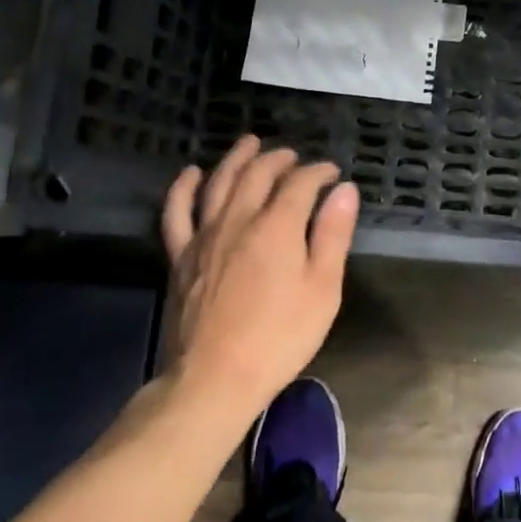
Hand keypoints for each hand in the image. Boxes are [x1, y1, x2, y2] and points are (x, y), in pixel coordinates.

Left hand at [160, 136, 358, 421]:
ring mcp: (204, 235)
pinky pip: (176, 212)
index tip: (333, 175)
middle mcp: (238, 219)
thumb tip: (345, 190)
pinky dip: (183, 188)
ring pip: (219, 182)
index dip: (319, 173)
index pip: (301, 183)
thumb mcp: (323, 290)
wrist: (215, 378)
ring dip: (236, 158)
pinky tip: (191, 174)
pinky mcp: (180, 256)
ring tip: (249, 143)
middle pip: (258, 173)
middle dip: (280, 159)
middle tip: (294, 156)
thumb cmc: (279, 337)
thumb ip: (333, 235)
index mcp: (277, 226)